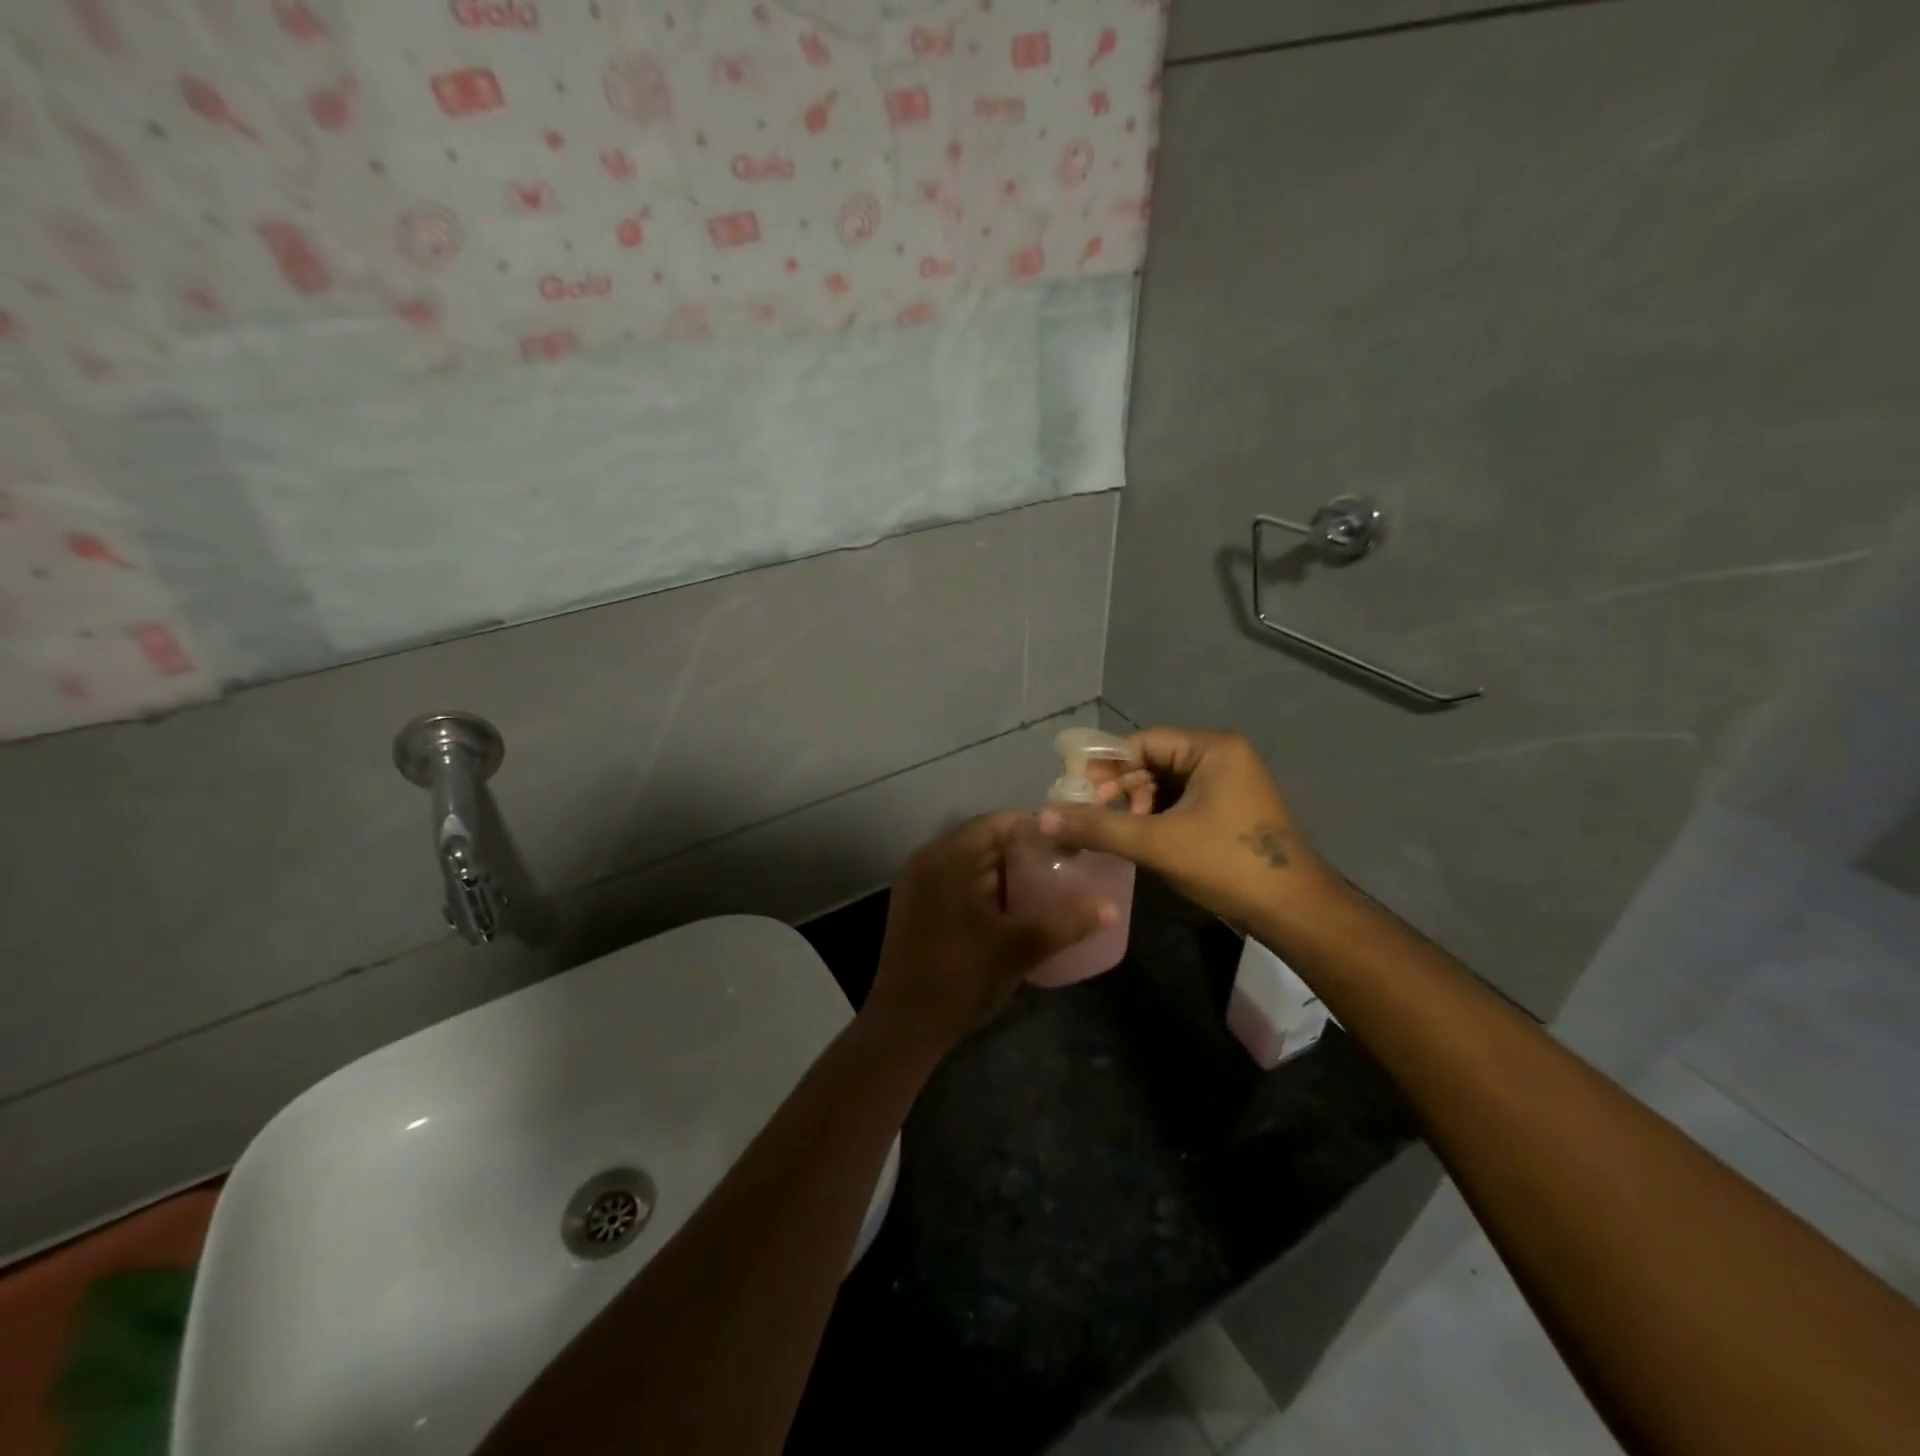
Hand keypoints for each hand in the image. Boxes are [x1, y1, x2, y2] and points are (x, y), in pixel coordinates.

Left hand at [864, 813, 1115, 1050]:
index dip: (1032, 828)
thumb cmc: (962, 975)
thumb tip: (1111, 908)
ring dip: (1004, 874)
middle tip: (1063, 865)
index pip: (995, 824)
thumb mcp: (1020, 947)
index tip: (1066, 840)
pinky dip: (985, 891)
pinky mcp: (915, 910)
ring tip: (1047, 887)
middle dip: (1022, 854)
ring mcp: (917, 887)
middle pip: (981, 844)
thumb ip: (1067, 923)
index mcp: (947, 858)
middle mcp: (927, 862)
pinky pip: (956, 886)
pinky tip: (1015, 911)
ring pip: (969, 867)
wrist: (906, 1025)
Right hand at [1039, 728, 1329, 929]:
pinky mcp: (1229, 811)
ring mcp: (1229, 784)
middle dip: (1120, 789)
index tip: (1077, 792)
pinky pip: (1180, 803)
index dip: (1105, 766)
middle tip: (1092, 816)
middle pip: (1152, 762)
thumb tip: (1044, 817)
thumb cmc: (1226, 864)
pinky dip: (1155, 818)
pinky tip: (1138, 840)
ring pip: (1165, 785)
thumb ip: (1098, 827)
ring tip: (1115, 832)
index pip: (1143, 742)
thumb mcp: (1156, 843)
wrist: (1293, 911)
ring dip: (1135, 806)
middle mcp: (1223, 757)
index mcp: (1213, 748)